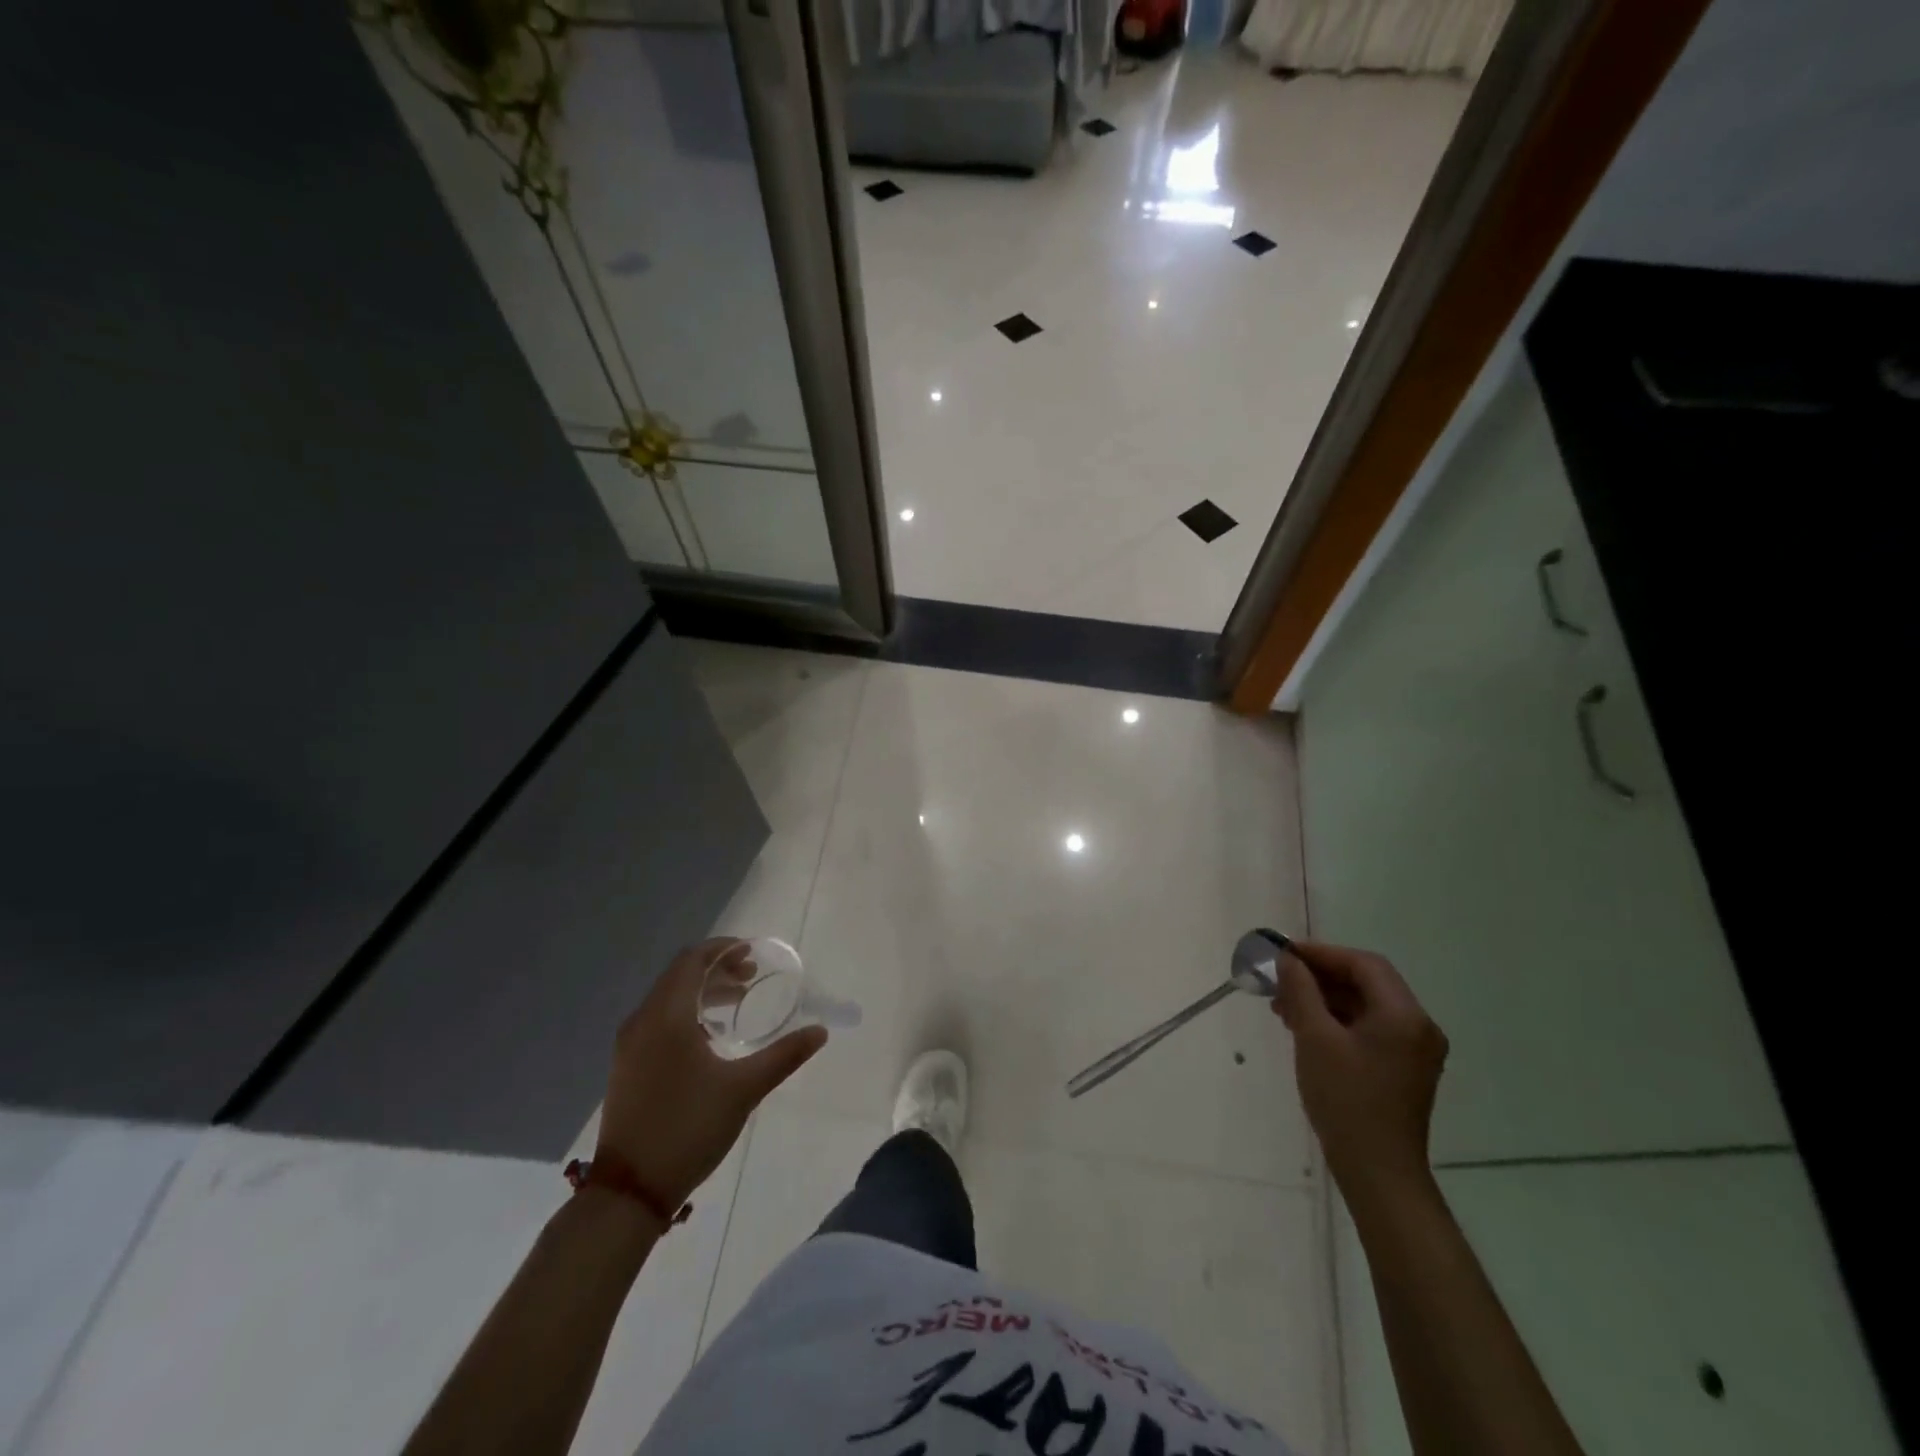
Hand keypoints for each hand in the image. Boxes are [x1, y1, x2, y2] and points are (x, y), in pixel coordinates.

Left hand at [596, 938, 826, 1210]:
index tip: (753, 953)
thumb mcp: (744, 1089)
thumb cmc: (688, 1128)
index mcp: (667, 1016)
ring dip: (702, 991)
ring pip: (668, 997)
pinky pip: (659, 1019)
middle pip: (680, 975)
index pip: (693, 960)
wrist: (630, 1190)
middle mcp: (643, 1020)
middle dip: (717, 969)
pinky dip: (687, 1012)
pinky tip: (711, 1036)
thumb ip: (784, 1055)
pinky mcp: (627, 1065)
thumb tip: (820, 1031)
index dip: (723, 949)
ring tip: (737, 1002)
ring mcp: (630, 1044)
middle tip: (751, 977)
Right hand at [1271, 939, 1447, 1207]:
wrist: (1378, 1172)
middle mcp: (1418, 1027)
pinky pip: (1369, 1029)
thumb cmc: (1346, 1099)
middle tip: (1279, 981)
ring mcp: (1415, 1051)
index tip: (1284, 955)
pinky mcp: (1404, 1070)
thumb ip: (1301, 991)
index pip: (1364, 964)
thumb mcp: (1315, 1038)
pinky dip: (1337, 1020)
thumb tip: (1288, 959)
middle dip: (1320, 977)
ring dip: (1325, 999)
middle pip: (1367, 983)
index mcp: (1404, 1015)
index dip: (1322, 953)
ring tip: (1283, 1007)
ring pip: (1366, 1006)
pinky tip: (1305, 1029)